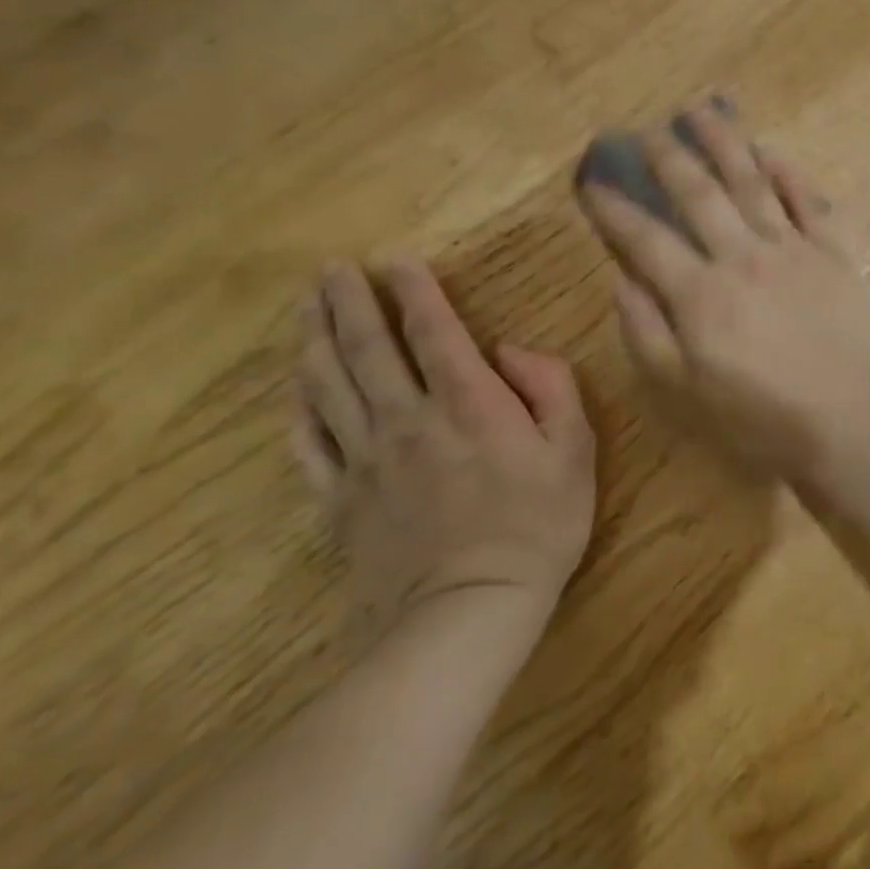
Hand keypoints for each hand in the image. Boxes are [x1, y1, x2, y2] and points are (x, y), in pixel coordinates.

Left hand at [295, 258, 595, 645]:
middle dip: (349, 301)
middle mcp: (408, 417)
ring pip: (330, 385)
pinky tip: (295, 385)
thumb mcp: (575, 448)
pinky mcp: (341, 499)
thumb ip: (551, 386)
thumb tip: (510, 351)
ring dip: (316, 338)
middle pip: (368, 347)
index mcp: (467, 401)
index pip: (432, 329)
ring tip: (305, 305)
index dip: (412, 288)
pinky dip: (299, 408)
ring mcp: (366, 459)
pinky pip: (310, 444)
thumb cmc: (537, 524)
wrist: (469, 611)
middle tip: (331, 267)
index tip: (394, 257)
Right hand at [576, 103, 869, 478]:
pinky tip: (770, 150)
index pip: (646, 239)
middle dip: (668, 157)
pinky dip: (788, 172)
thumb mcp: (684, 393)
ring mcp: (792, 248)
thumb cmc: (761, 416)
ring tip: (702, 111)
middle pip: (699, 193)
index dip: (614, 209)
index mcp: (701, 293)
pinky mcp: (832, 252)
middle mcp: (743, 256)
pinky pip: (809, 200)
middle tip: (646, 130)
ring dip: (725, 143)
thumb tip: (623, 278)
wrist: (849, 420)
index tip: (592, 182)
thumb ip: (647, 332)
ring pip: (752, 182)